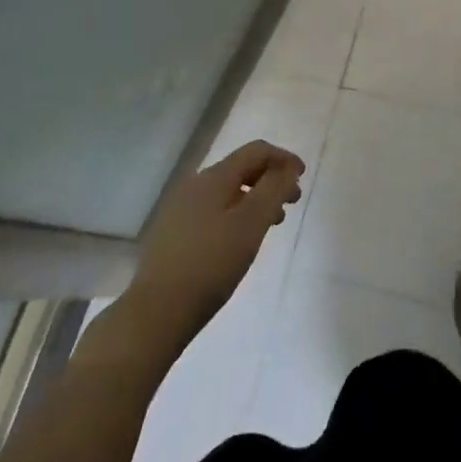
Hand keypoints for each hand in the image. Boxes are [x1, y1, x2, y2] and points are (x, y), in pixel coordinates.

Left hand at [126, 140, 303, 344]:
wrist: (158, 310)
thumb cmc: (212, 263)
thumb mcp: (252, 223)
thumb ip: (274, 189)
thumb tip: (288, 167)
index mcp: (214, 177)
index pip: (256, 151)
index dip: (283, 158)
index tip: (303, 177)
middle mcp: (195, 185)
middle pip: (241, 168)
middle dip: (271, 179)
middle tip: (292, 202)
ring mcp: (181, 208)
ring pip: (228, 191)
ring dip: (256, 198)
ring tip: (272, 223)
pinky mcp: (174, 231)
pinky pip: (214, 209)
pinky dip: (237, 213)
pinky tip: (241, 238)